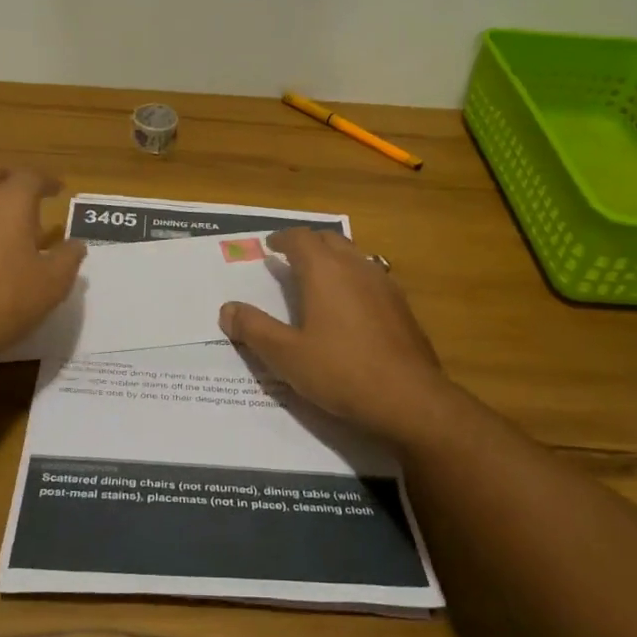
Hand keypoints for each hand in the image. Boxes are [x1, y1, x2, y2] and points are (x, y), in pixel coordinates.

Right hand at [219, 228, 452, 439]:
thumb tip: (227, 309)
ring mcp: (384, 284)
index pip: (300, 238)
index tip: (270, 247)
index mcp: (324, 270)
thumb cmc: (341, 371)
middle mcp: (356, 266)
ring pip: (354, 255)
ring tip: (318, 278)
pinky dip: (353, 278)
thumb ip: (254, 328)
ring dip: (333, 258)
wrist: (409, 398)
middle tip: (290, 258)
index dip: (282, 239)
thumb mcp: (286, 355)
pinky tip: (350, 305)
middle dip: (308, 243)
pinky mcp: (402, 306)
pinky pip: (371, 276)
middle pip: (329, 240)